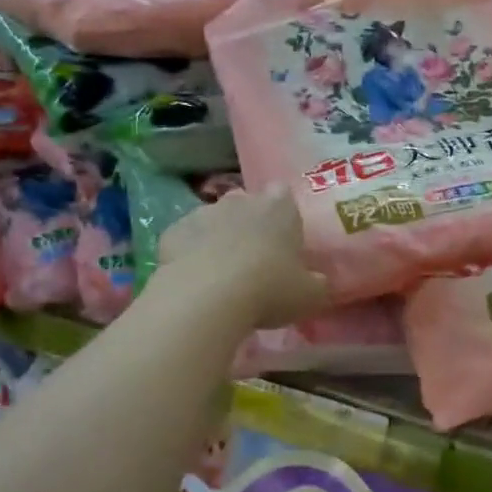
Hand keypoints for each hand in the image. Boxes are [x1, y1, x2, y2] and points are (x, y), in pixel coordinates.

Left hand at [155, 185, 329, 329]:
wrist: (207, 297)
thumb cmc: (269, 289)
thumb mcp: (310, 295)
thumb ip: (318, 284)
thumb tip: (319, 282)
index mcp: (279, 207)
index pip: (283, 194)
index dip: (283, 215)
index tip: (284, 239)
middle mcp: (240, 201)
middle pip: (247, 204)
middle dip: (250, 224)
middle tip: (255, 259)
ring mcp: (202, 213)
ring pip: (214, 220)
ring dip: (219, 238)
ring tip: (223, 274)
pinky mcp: (172, 231)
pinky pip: (186, 239)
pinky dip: (191, 253)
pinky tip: (196, 280)